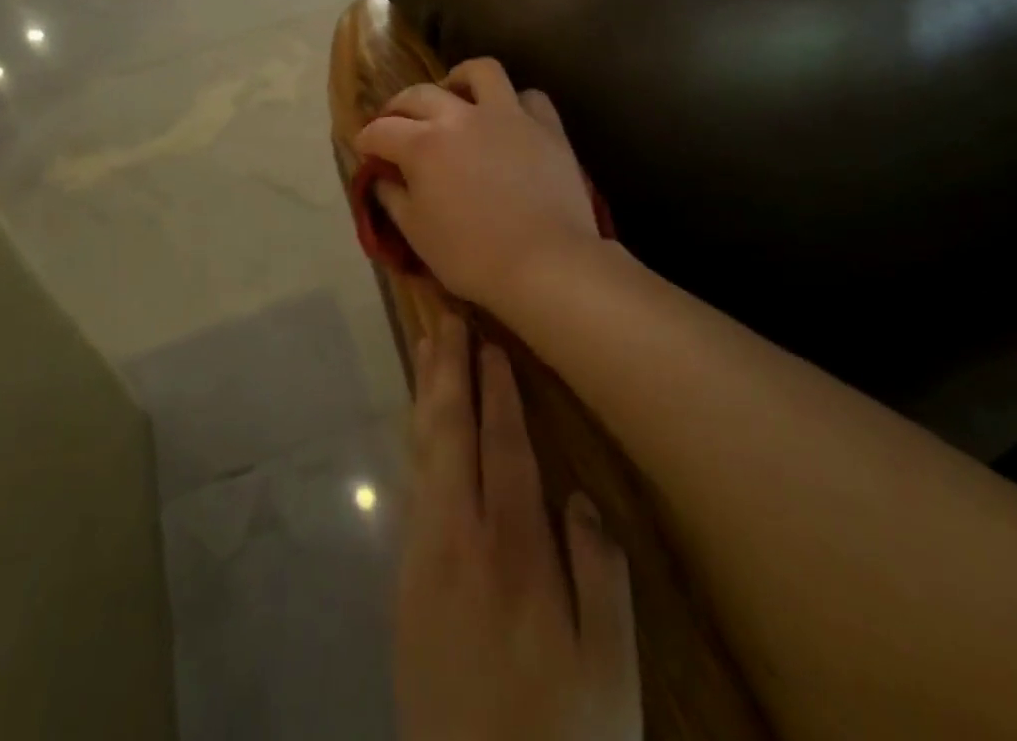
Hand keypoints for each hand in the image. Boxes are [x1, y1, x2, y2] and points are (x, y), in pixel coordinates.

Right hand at [355, 59, 601, 307]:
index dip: (366, 139)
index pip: (381, 130)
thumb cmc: (472, 256)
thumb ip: (393, 199)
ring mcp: (507, 115)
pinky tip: (508, 119)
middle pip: (419, 94)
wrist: (546, 263)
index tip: (365, 149)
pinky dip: (514, 103)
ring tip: (455, 96)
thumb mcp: (417, 234)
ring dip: (459, 80)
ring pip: (480, 72)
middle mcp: (461, 116)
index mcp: (423, 145)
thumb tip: (382, 178)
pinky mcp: (546, 126)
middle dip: (399, 106)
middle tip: (397, 123)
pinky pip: (529, 97)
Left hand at [396, 311, 638, 740]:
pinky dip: (418, 438)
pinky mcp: (405, 581)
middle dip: (448, 369)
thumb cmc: (562, 739)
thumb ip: (601, 577)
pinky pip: (413, 484)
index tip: (491, 342)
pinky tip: (422, 422)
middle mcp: (458, 537)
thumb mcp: (611, 674)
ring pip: (423, 451)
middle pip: (449, 432)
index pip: (503, 446)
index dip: (497, 391)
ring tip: (427, 348)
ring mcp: (423, 556)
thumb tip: (579, 499)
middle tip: (446, 317)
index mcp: (512, 551)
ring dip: (426, 394)